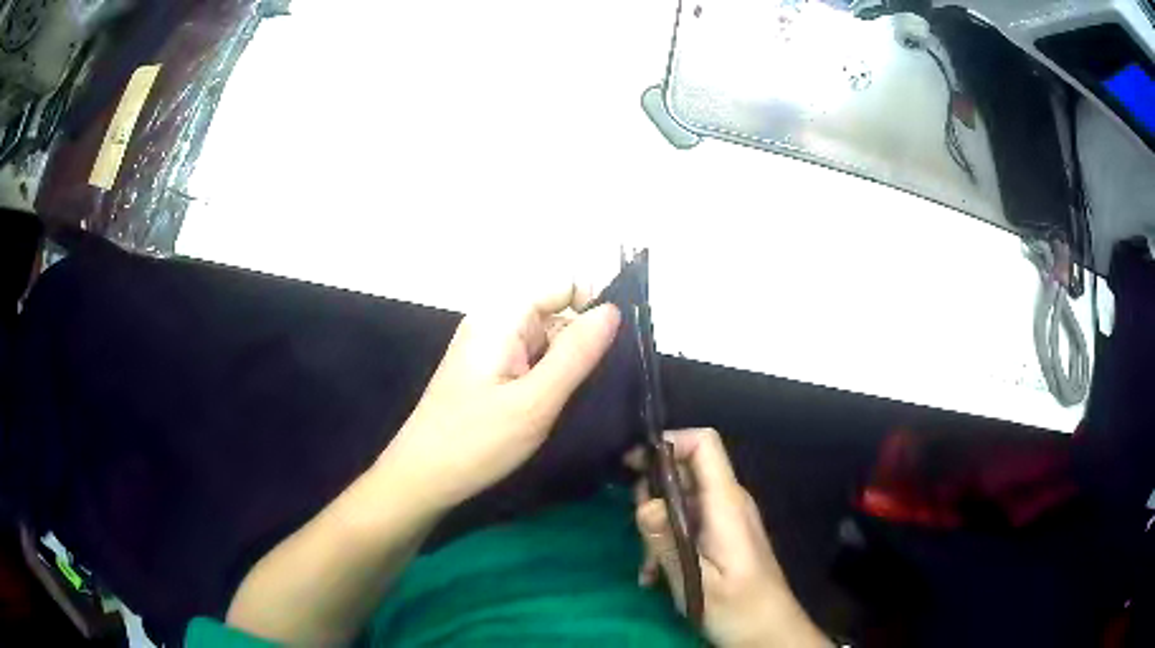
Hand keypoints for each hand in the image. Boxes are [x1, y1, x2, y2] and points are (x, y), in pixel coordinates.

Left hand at [381, 285, 619, 508]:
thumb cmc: (476, 441)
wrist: (422, 478)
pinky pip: (531, 360)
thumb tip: (613, 310)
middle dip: (583, 342)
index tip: (618, 348)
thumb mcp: (535, 401)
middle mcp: (494, 322)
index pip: (564, 284)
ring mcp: (489, 348)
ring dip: (568, 364)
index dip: (594, 307)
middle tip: (602, 386)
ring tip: (582, 401)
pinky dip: (549, 378)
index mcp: (502, 316)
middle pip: (556, 312)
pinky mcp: (488, 372)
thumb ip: (576, 353)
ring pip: (546, 340)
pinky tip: (556, 407)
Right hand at [630, 429, 829, 647]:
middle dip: (653, 495)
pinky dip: (667, 541)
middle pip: (685, 470)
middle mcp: (728, 502)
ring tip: (647, 566)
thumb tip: (644, 502)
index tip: (633, 466)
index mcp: (727, 503)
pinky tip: (656, 575)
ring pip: (680, 500)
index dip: (669, 442)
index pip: (704, 443)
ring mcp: (725, 519)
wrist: (769, 633)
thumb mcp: (696, 581)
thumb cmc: (737, 609)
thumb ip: (668, 541)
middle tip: (639, 532)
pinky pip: (687, 523)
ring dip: (656, 527)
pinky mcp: (720, 537)